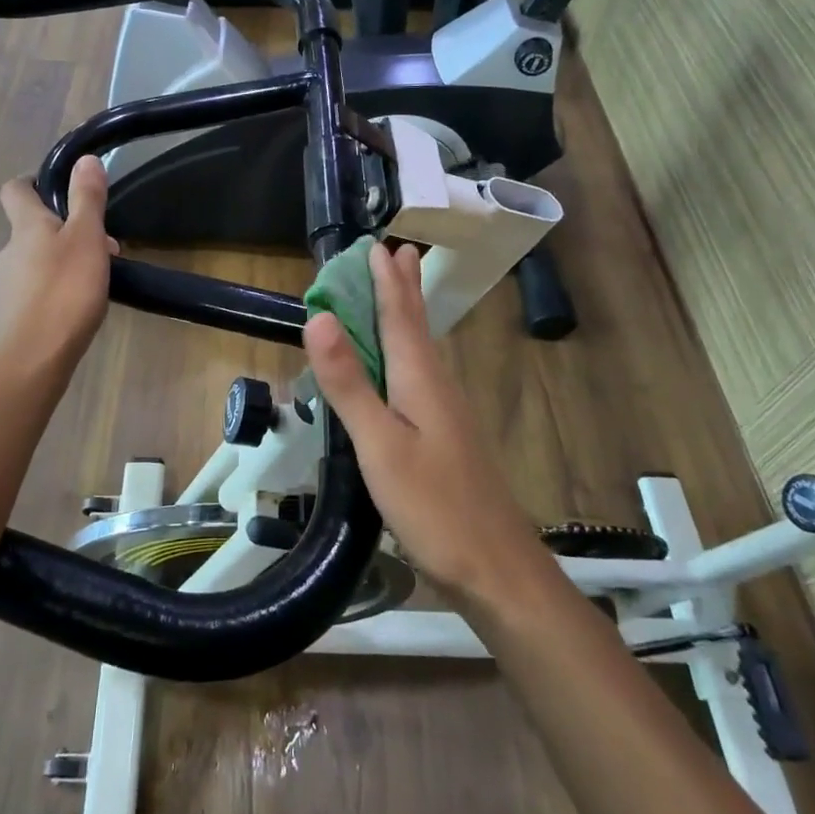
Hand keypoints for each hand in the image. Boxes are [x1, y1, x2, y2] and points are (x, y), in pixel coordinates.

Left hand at [0, 156, 118, 371]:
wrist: (32, 362)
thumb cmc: (64, 292)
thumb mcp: (86, 238)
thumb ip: (87, 198)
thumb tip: (84, 159)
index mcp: (25, 226)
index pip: (16, 189)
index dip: (33, 181)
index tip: (60, 186)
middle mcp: (9, 251)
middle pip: (31, 227)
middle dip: (64, 227)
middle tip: (102, 241)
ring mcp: (8, 286)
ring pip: (36, 260)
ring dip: (63, 259)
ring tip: (97, 276)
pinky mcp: (13, 317)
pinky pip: (37, 290)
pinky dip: (57, 288)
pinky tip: (78, 305)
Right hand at [303, 243, 549, 606]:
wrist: (495, 569)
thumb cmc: (434, 505)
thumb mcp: (380, 444)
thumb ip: (349, 382)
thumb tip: (318, 317)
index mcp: (421, 379)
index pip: (401, 316)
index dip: (388, 281)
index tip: (380, 244)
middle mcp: (437, 386)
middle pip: (417, 326)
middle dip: (406, 288)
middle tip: (399, 250)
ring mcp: (445, 413)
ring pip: (421, 349)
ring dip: (408, 314)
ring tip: (399, 291)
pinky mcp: (445, 437)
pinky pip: (419, 374)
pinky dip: (406, 350)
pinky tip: (403, 365)